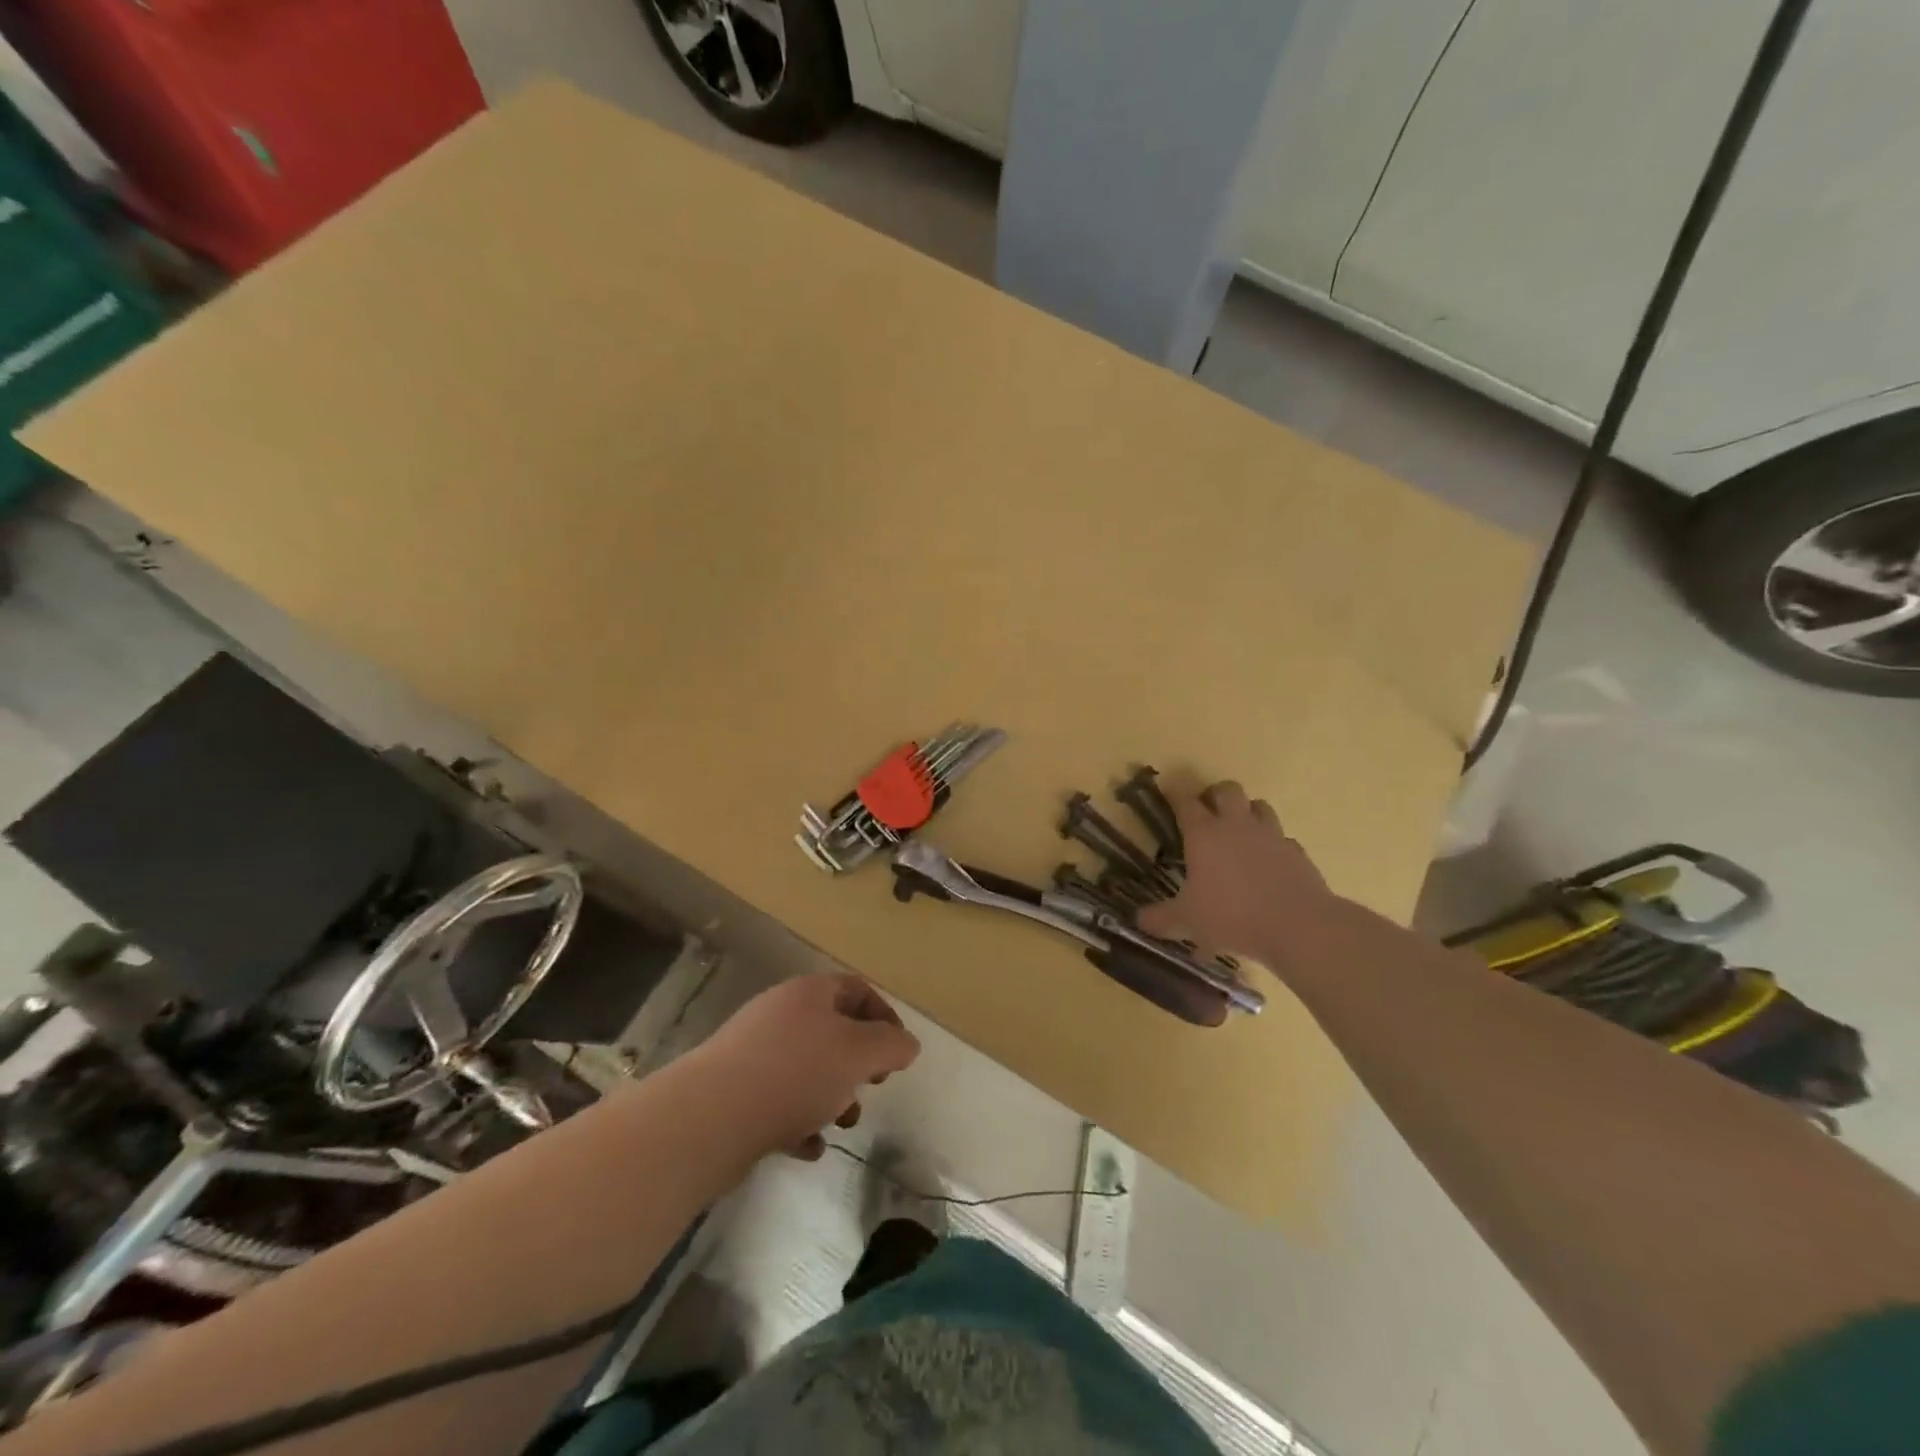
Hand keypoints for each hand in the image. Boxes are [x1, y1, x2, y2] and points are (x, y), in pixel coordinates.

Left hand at [694, 973, 920, 1159]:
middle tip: (870, 1087)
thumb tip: (907, 1044)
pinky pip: (778, 1101)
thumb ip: (891, 1045)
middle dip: (858, 1063)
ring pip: (806, 1068)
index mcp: (809, 994)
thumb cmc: (795, 1073)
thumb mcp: (859, 1054)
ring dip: (831, 1096)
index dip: (884, 1018)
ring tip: (839, 1124)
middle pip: (832, 1030)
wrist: (710, 1118)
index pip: (857, 990)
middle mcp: (780, 1014)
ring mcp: (752, 1052)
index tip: (897, 1055)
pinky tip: (807, 1148)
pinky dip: (799, 1122)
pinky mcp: (733, 1091)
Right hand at [1135, 780, 1332, 965]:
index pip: (1185, 801)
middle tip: (1207, 812)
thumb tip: (1139, 921)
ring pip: (1259, 806)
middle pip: (1227, 790)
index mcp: (1204, 834)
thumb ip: (1162, 918)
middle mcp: (1236, 825)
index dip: (1175, 793)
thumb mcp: (1188, 920)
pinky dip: (1273, 844)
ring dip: (1247, 812)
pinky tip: (1268, 862)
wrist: (1298, 925)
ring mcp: (1271, 835)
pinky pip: (1282, 838)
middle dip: (1215, 795)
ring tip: (1239, 831)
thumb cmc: (1232, 916)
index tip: (1169, 791)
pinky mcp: (1297, 852)